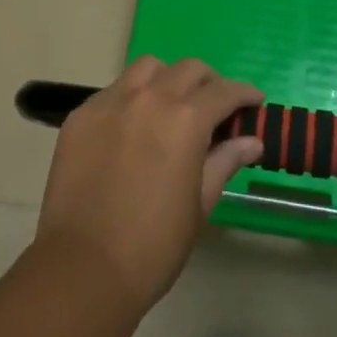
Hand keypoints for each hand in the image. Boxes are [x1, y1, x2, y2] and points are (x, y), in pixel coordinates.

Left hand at [35, 57, 262, 312]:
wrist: (84, 269)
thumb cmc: (153, 245)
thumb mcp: (199, 204)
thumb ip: (225, 162)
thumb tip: (252, 141)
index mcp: (185, 119)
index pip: (223, 91)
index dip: (243, 94)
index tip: (254, 101)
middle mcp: (150, 97)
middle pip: (187, 69)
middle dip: (208, 82)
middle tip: (214, 106)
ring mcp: (111, 101)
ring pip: (148, 68)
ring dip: (167, 79)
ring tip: (170, 106)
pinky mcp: (82, 114)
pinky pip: (114, 91)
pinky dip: (132, 98)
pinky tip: (132, 128)